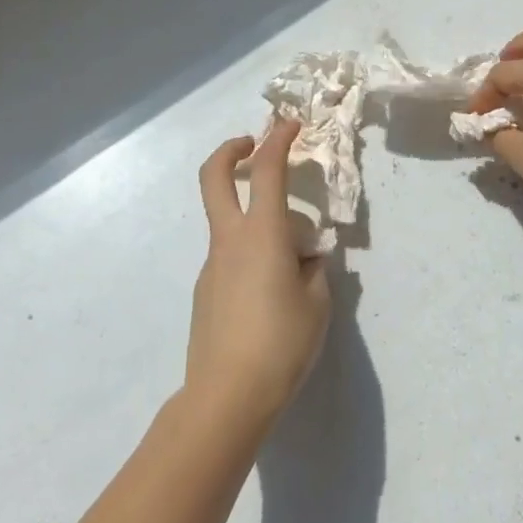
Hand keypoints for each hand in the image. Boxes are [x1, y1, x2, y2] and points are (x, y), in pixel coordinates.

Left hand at [188, 118, 331, 431]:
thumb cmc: (280, 344)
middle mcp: (230, 240)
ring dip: (255, 218)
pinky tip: (273, 295)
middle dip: (230, 150)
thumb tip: (305, 260)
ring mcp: (212, 265)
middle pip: (214, 177)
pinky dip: (252, 254)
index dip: (279, 139)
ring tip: (295, 264)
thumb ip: (314, 270)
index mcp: (263, 234)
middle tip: (252, 145)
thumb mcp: (317, 303)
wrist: (225, 398)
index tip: (291, 124)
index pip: (268, 170)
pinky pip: (230, 257)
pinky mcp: (205, 292)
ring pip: (229, 222)